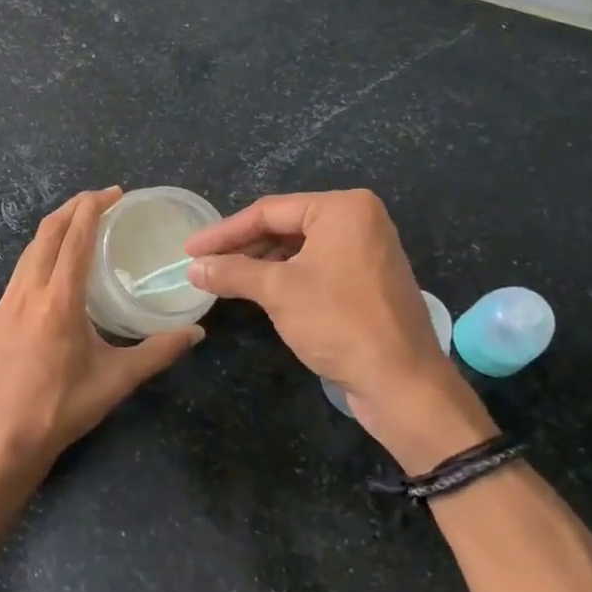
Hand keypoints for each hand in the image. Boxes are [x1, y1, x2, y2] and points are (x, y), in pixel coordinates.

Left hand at [0, 188, 202, 469]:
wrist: (4, 440)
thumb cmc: (64, 408)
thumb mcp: (117, 380)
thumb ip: (158, 352)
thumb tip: (196, 332)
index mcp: (59, 301)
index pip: (75, 239)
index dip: (93, 208)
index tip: (113, 193)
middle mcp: (27, 293)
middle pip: (46, 233)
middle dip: (72, 208)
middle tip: (100, 200)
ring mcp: (3, 305)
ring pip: (28, 253)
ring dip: (54, 232)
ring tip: (78, 228)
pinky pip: (17, 277)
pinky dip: (38, 261)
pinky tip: (53, 277)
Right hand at [185, 190, 491, 465]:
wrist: (402, 383)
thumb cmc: (339, 322)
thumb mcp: (278, 291)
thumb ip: (232, 272)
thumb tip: (194, 268)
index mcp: (343, 209)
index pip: (269, 211)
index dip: (224, 232)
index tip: (189, 249)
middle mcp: (359, 221)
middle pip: (285, 226)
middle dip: (242, 247)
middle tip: (203, 265)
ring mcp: (366, 251)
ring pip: (299, 249)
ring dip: (260, 264)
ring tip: (223, 279)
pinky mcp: (367, 281)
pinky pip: (316, 267)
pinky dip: (285, 277)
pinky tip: (258, 291)